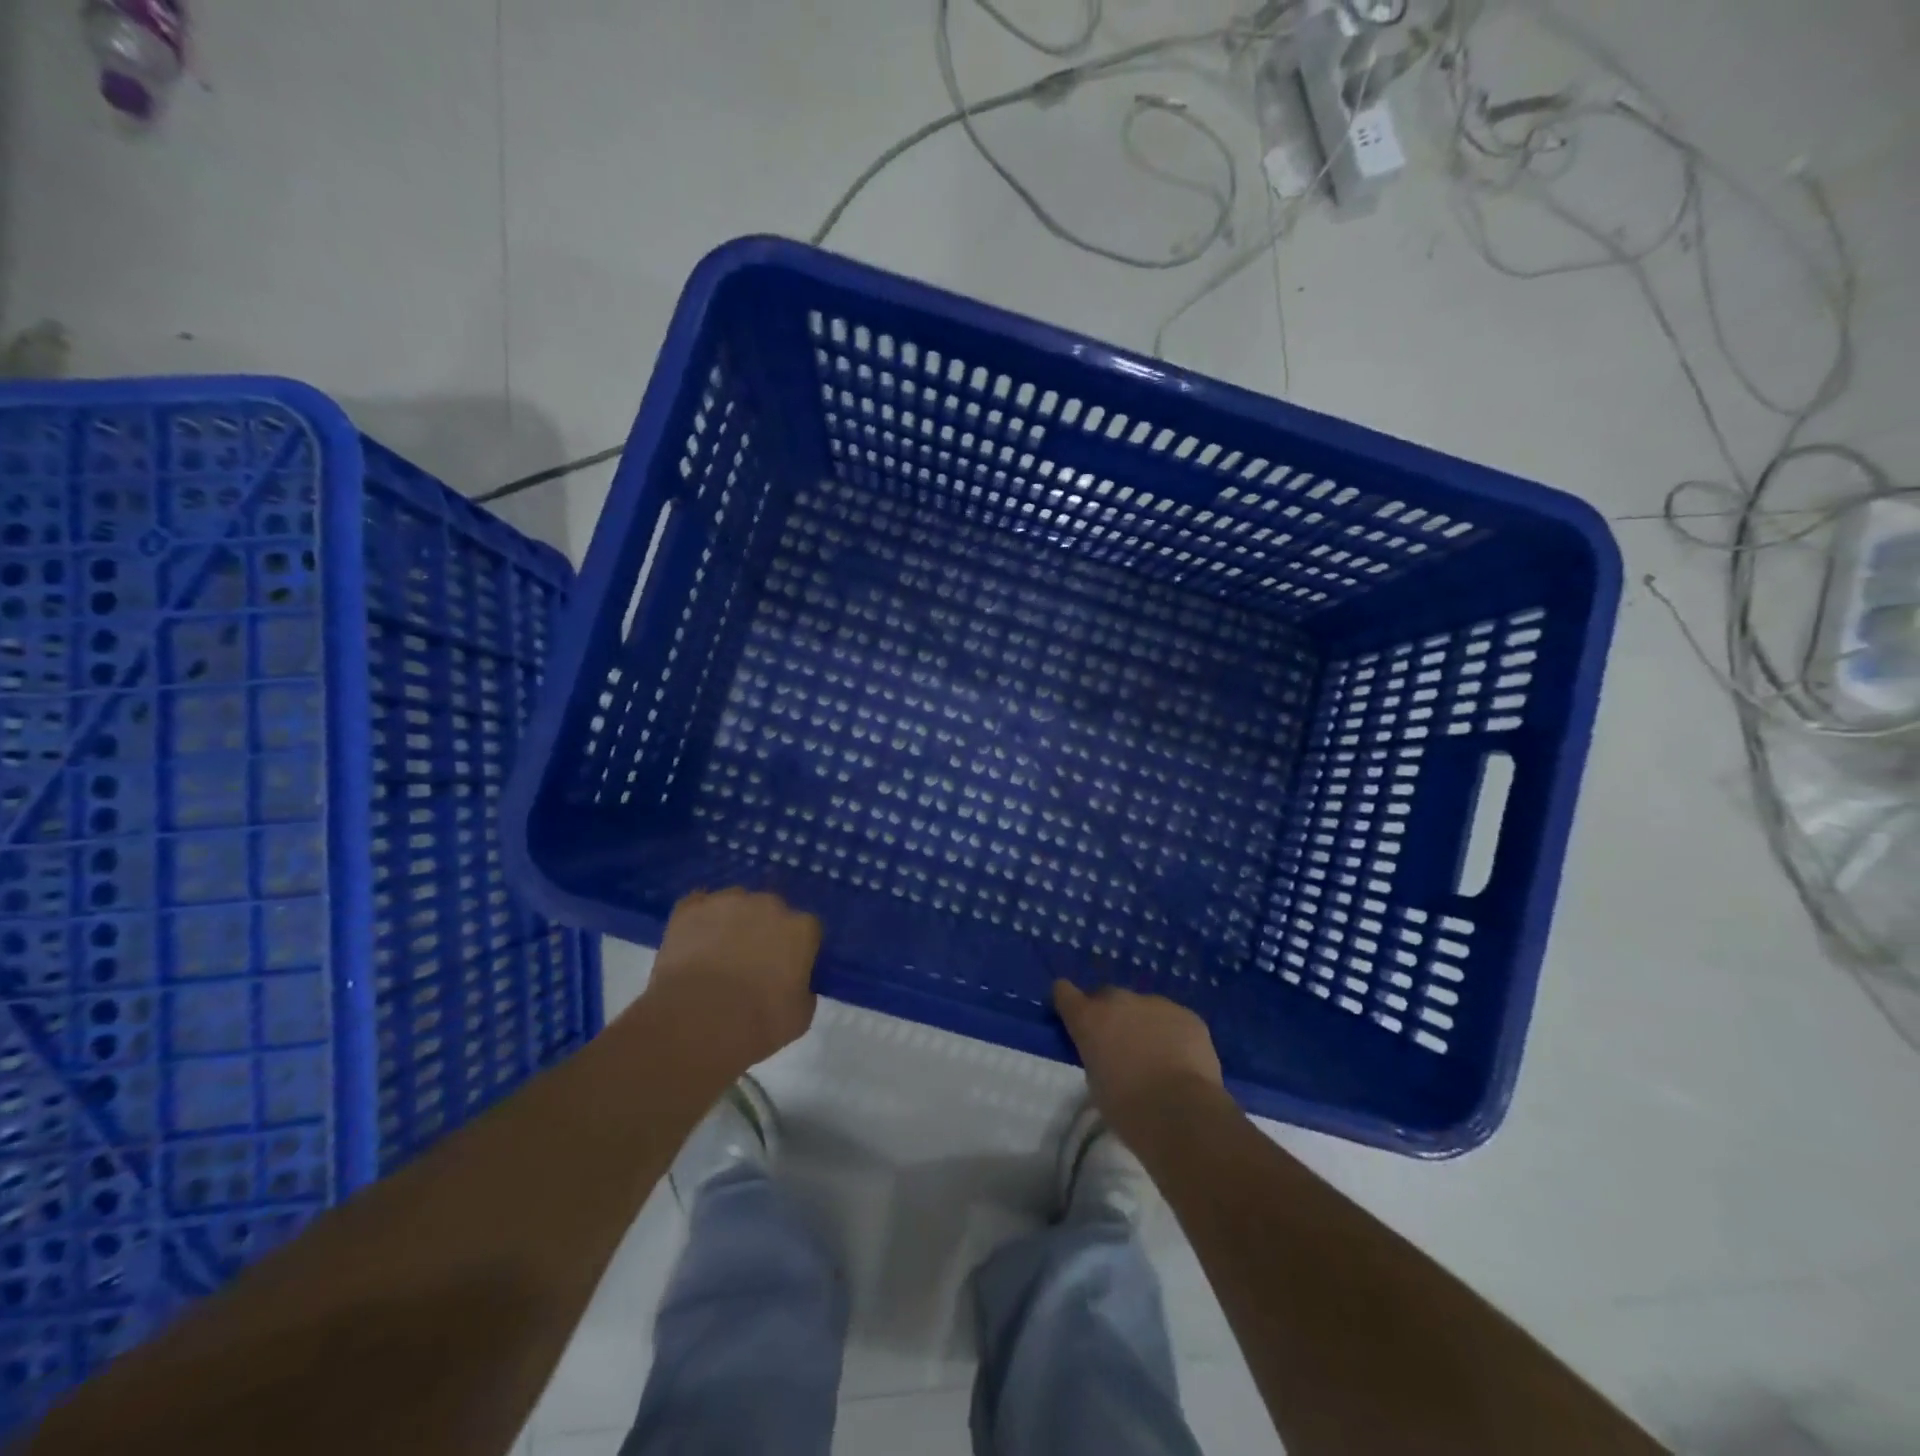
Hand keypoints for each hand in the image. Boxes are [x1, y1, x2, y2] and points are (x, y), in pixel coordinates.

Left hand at [643, 889, 821, 1074]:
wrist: (696, 1024)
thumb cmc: (757, 1024)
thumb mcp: (800, 1016)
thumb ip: (804, 989)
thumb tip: (795, 982)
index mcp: (801, 929)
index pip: (806, 930)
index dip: (796, 949)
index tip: (786, 970)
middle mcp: (768, 904)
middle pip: (771, 910)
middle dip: (764, 930)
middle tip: (751, 962)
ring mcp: (727, 902)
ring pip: (735, 903)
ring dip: (731, 921)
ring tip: (717, 954)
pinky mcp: (690, 909)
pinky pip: (698, 905)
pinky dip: (698, 919)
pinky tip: (693, 938)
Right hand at [1053, 981, 1225, 1145]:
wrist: (1181, 1113)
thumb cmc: (1127, 1108)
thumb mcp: (1095, 1082)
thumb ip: (1096, 1055)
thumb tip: (1107, 1051)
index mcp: (1089, 1018)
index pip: (1064, 991)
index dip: (1067, 1002)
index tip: (1073, 1016)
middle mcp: (1119, 1000)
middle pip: (1107, 997)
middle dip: (1110, 1015)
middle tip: (1119, 1046)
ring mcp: (1156, 1003)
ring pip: (1143, 1008)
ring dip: (1143, 1024)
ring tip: (1156, 1057)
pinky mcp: (1187, 1014)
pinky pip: (1173, 1019)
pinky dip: (1172, 1034)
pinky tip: (1181, 1060)